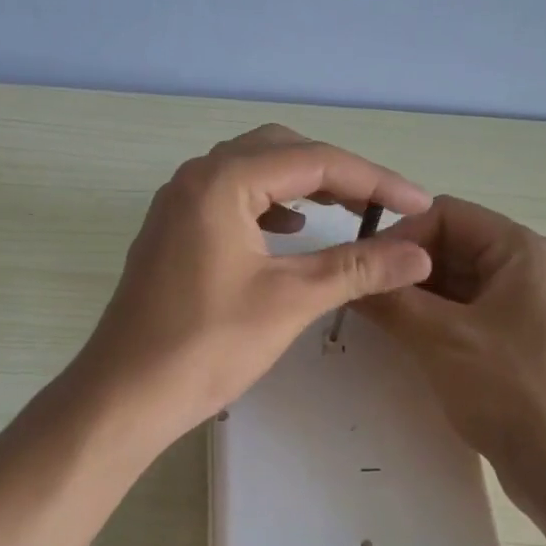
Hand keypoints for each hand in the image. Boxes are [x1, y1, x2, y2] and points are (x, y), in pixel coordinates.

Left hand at [71, 125, 433, 451]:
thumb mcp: (291, 300)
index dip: (375, 180)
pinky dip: (270, 205)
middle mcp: (197, 177)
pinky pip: (232, 197)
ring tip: (346, 211)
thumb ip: (357, 267)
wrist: (126, 393)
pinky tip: (291, 230)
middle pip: (282, 152)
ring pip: (254, 171)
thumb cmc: (208, 345)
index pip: (315, 161)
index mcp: (223, 181)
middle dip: (338, 174)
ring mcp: (179, 203)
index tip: (418, 204)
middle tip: (382, 206)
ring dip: (303, 185)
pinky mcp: (174, 231)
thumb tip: (420, 254)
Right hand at [354, 197, 545, 518]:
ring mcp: (528, 303)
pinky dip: (436, 315)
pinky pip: (470, 308)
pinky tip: (406, 334)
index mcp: (524, 252)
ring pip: (459, 279)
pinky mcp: (521, 335)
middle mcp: (530, 267)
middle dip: (407, 267)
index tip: (365, 268)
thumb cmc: (511, 393)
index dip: (401, 235)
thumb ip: (390, 301)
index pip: (448, 214)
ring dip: (418, 293)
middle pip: (454, 245)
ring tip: (378, 316)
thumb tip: (347, 277)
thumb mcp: (441, 340)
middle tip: (364, 295)